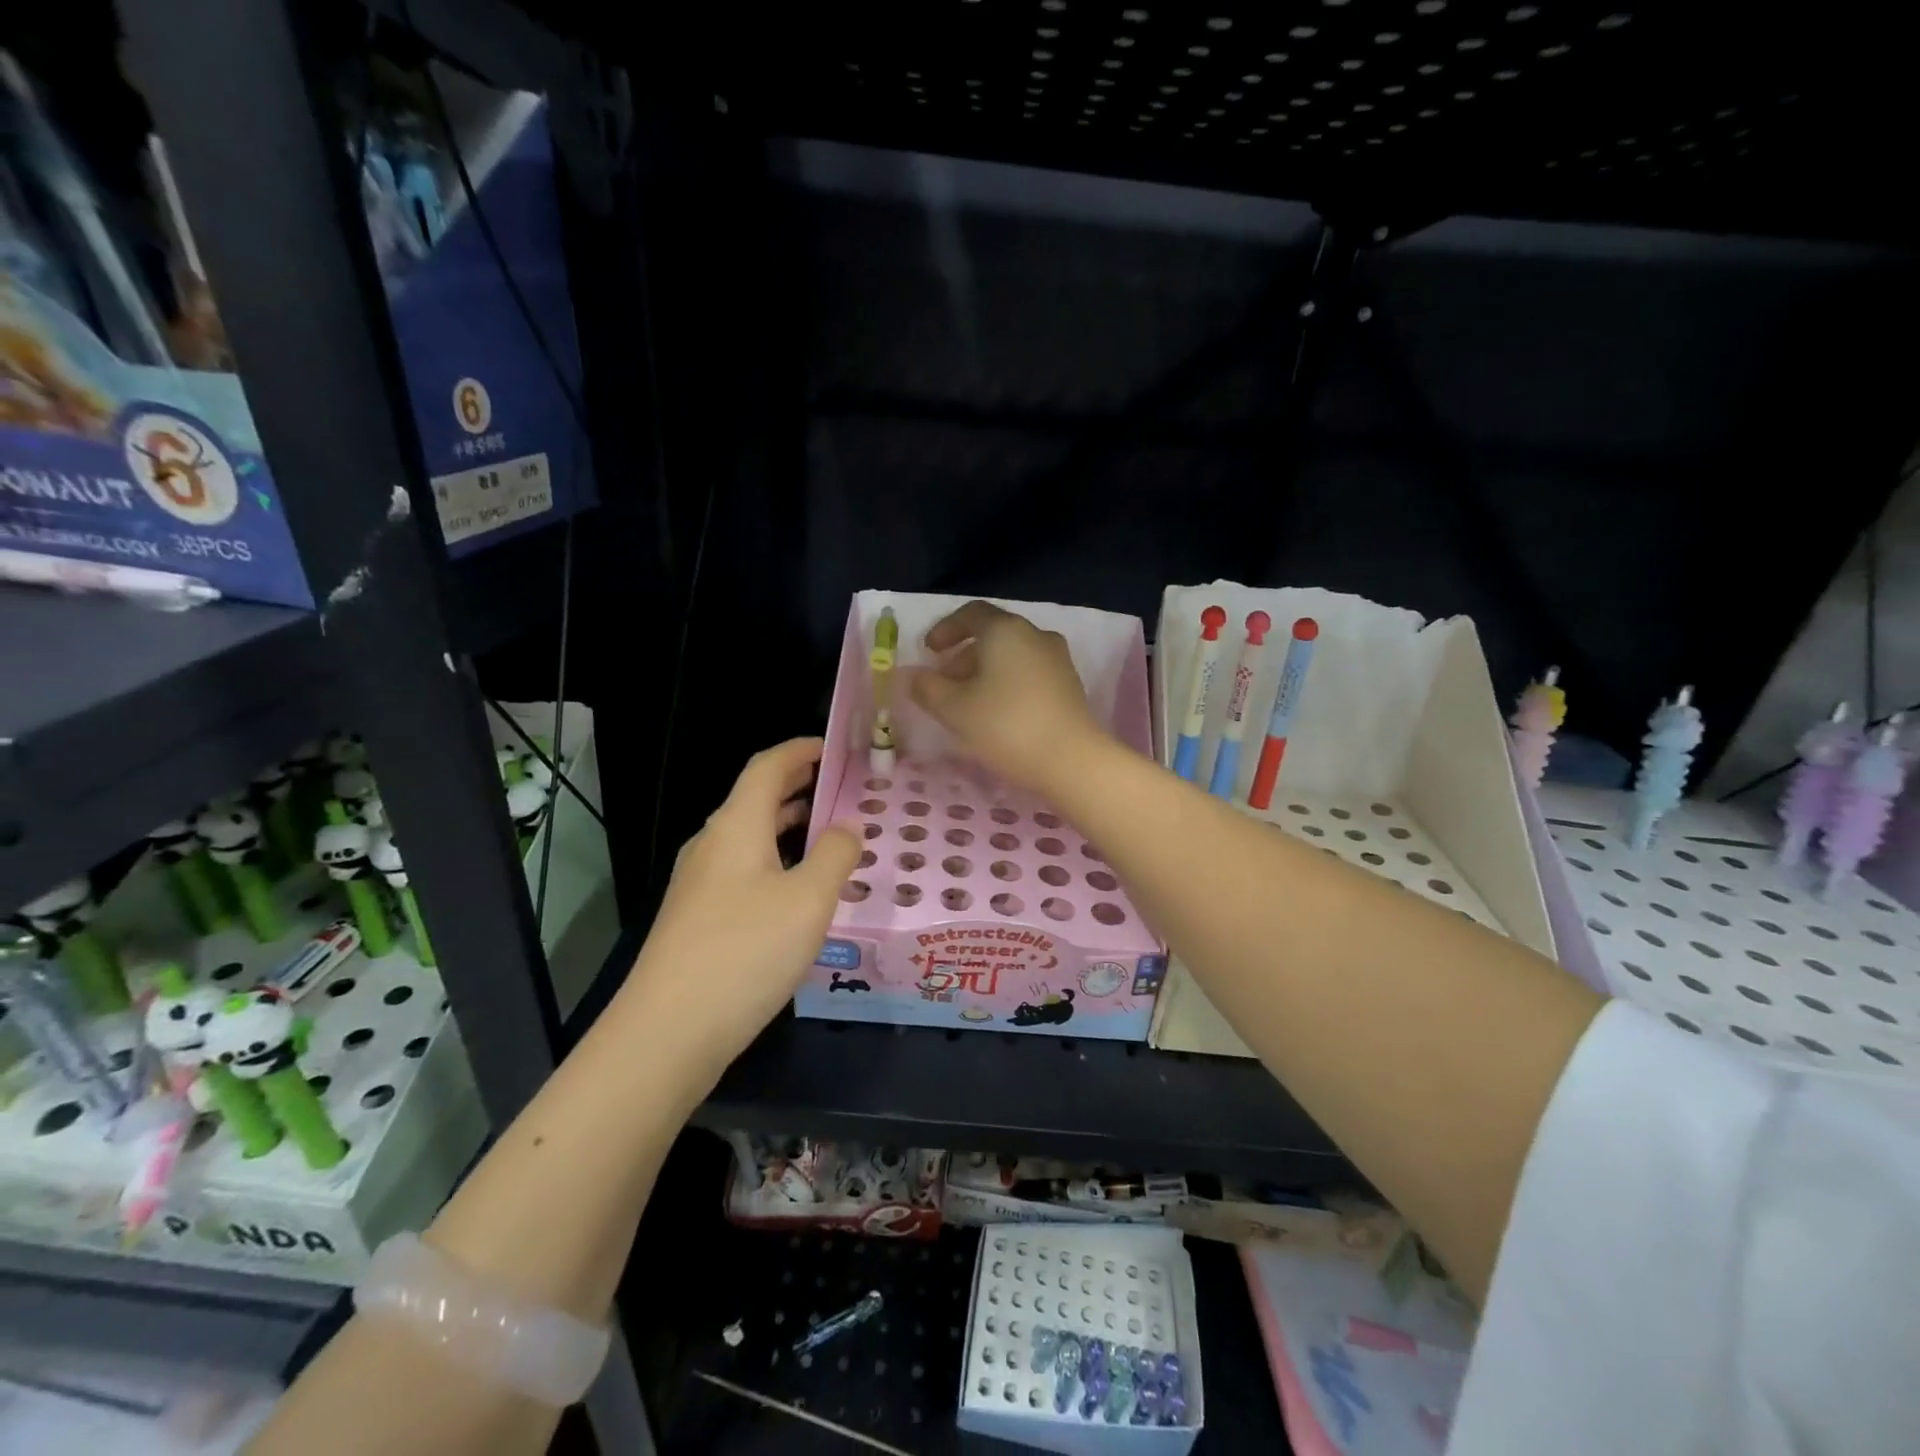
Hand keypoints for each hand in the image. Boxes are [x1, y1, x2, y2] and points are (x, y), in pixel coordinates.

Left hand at [620, 739, 859, 1081]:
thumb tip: (848, 825)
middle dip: (798, 788)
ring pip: (749, 838)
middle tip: (842, 791)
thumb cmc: (746, 951)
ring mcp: (699, 884)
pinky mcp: (697, 919)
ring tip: (828, 836)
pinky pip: (743, 871)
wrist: (667, 1032)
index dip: (799, 751)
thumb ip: (835, 854)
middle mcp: (712, 846)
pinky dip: (776, 862)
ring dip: (788, 828)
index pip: (767, 767)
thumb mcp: (808, 900)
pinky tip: (799, 892)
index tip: (833, 748)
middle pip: (755, 800)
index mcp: (736, 826)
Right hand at [909, 601, 1106, 791]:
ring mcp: (1057, 659)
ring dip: (985, 671)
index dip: (945, 629)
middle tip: (944, 683)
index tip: (928, 651)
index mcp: (1005, 630)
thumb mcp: (954, 709)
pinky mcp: (1069, 685)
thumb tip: (912, 676)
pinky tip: (997, 712)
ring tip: (968, 702)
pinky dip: (1007, 682)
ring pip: (1012, 655)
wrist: (1071, 760)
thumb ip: (927, 688)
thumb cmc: (1006, 726)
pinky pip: (1029, 672)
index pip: (971, 614)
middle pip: (993, 634)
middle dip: (964, 655)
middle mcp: (1035, 635)